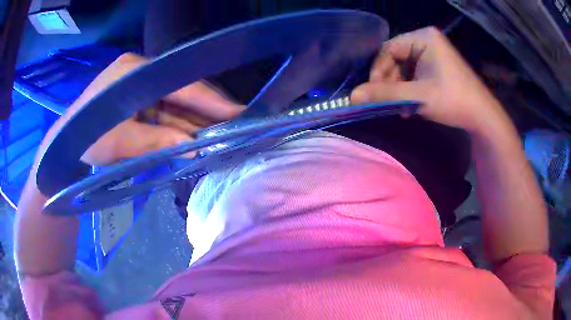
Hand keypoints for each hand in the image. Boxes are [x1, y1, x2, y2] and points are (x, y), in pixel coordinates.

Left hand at [45, 53, 244, 165]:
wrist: (64, 148)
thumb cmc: (86, 141)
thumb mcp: (120, 142)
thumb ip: (156, 141)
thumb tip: (193, 146)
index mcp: (134, 72)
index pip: (179, 83)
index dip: (209, 99)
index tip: (238, 111)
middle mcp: (139, 72)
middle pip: (179, 91)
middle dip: (205, 110)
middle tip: (235, 124)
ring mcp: (138, 85)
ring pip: (173, 104)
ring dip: (193, 121)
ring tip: (220, 133)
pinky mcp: (136, 100)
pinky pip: (162, 112)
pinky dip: (177, 126)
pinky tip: (194, 136)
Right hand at [351, 27, 504, 132]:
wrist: (482, 116)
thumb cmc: (453, 100)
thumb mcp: (418, 96)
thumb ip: (385, 94)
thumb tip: (352, 96)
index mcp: (423, 37)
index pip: (389, 49)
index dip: (378, 70)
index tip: (374, 92)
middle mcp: (426, 40)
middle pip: (396, 57)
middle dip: (390, 81)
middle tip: (389, 102)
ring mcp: (433, 52)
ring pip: (404, 67)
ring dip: (399, 88)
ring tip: (401, 107)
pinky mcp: (437, 64)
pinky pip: (415, 72)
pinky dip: (410, 88)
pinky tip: (411, 105)